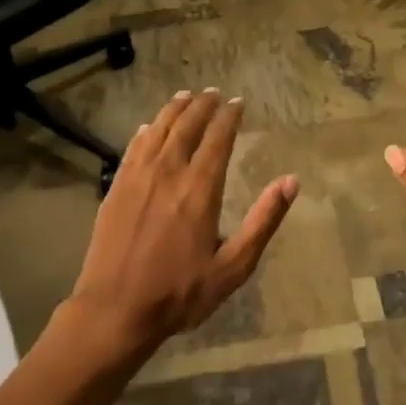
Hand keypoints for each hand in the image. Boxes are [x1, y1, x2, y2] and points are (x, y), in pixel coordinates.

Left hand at [65, 88, 298, 358]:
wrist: (114, 311)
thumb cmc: (179, 293)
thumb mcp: (233, 267)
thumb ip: (263, 221)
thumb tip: (291, 181)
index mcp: (200, 188)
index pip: (218, 138)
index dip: (229, 116)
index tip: (237, 102)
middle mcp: (169, 171)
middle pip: (187, 125)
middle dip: (202, 105)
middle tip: (213, 93)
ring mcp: (138, 177)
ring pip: (158, 129)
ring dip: (174, 109)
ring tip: (185, 96)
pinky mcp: (116, 187)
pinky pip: (133, 147)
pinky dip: (145, 131)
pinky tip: (148, 127)